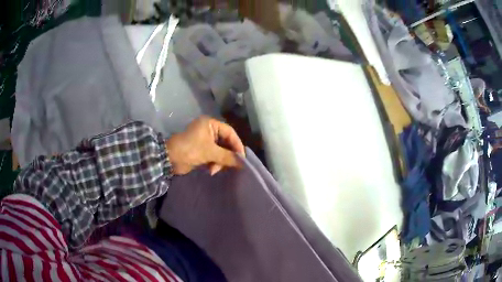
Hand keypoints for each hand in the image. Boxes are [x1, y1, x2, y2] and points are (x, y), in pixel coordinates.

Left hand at [166, 116, 244, 174]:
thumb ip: (227, 156)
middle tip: (230, 166)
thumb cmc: (189, 150)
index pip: (230, 133)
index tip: (242, 158)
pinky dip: (214, 163)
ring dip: (220, 161)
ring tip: (214, 169)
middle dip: (227, 155)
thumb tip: (243, 163)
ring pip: (220, 151)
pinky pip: (214, 156)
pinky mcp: (201, 150)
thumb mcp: (209, 152)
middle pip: (226, 142)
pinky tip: (211, 170)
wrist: (169, 159)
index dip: (237, 145)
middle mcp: (209, 130)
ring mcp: (205, 140)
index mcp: (210, 124)